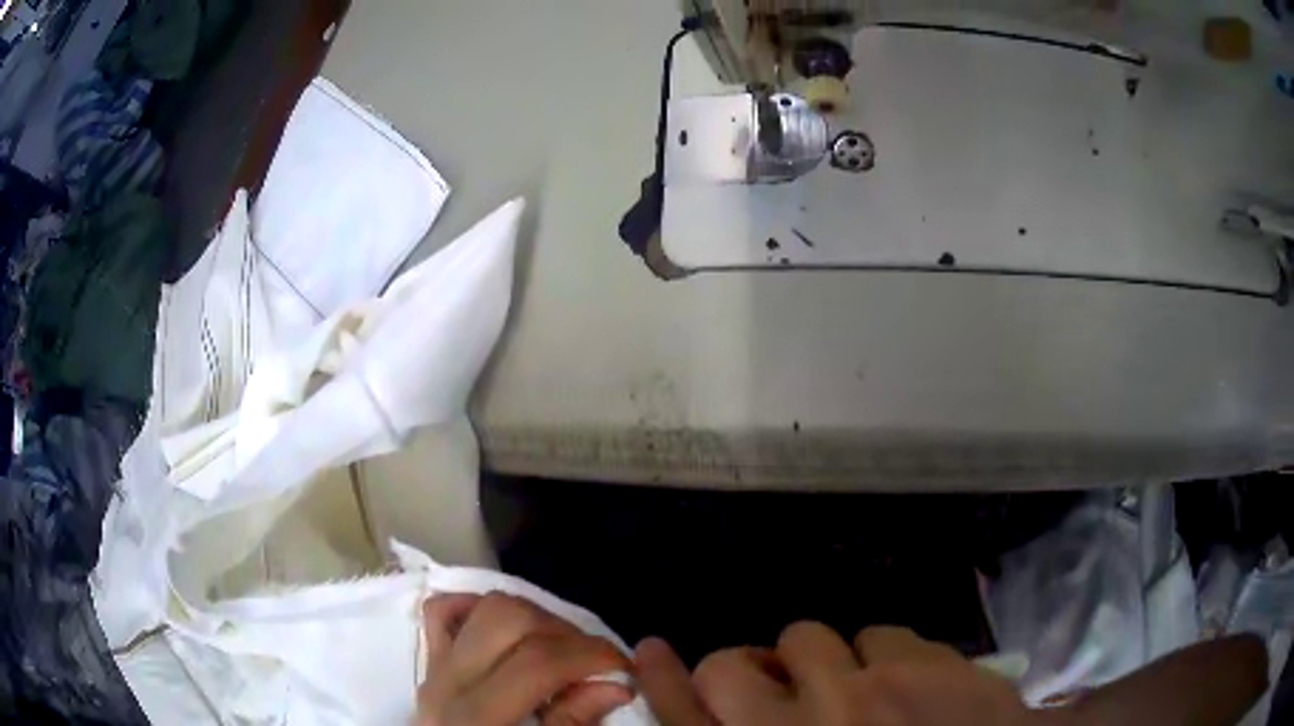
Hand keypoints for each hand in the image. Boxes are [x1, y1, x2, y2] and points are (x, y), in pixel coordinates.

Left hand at [415, 593, 632, 725]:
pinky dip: (482, 607)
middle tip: (596, 659)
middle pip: (509, 620)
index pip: (535, 663)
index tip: (624, 665)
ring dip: (535, 617)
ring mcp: (432, 666)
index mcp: (473, 718)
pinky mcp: (429, 661)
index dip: (589, 656)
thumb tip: (617, 685)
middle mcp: (446, 682)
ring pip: (484, 607)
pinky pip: (445, 612)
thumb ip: (571, 725)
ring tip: (563, 648)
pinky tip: (515, 631)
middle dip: (565, 632)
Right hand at [636, 624, 1268, 725]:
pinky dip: (883, 654)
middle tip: (778, 690)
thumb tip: (734, 717)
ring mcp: (866, 694)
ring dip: (820, 661)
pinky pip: (879, 632)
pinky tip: (907, 681)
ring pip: (808, 637)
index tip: (651, 650)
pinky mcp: (927, 665)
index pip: (683, 718)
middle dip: (745, 673)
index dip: (661, 681)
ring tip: (854, 689)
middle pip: (729, 668)